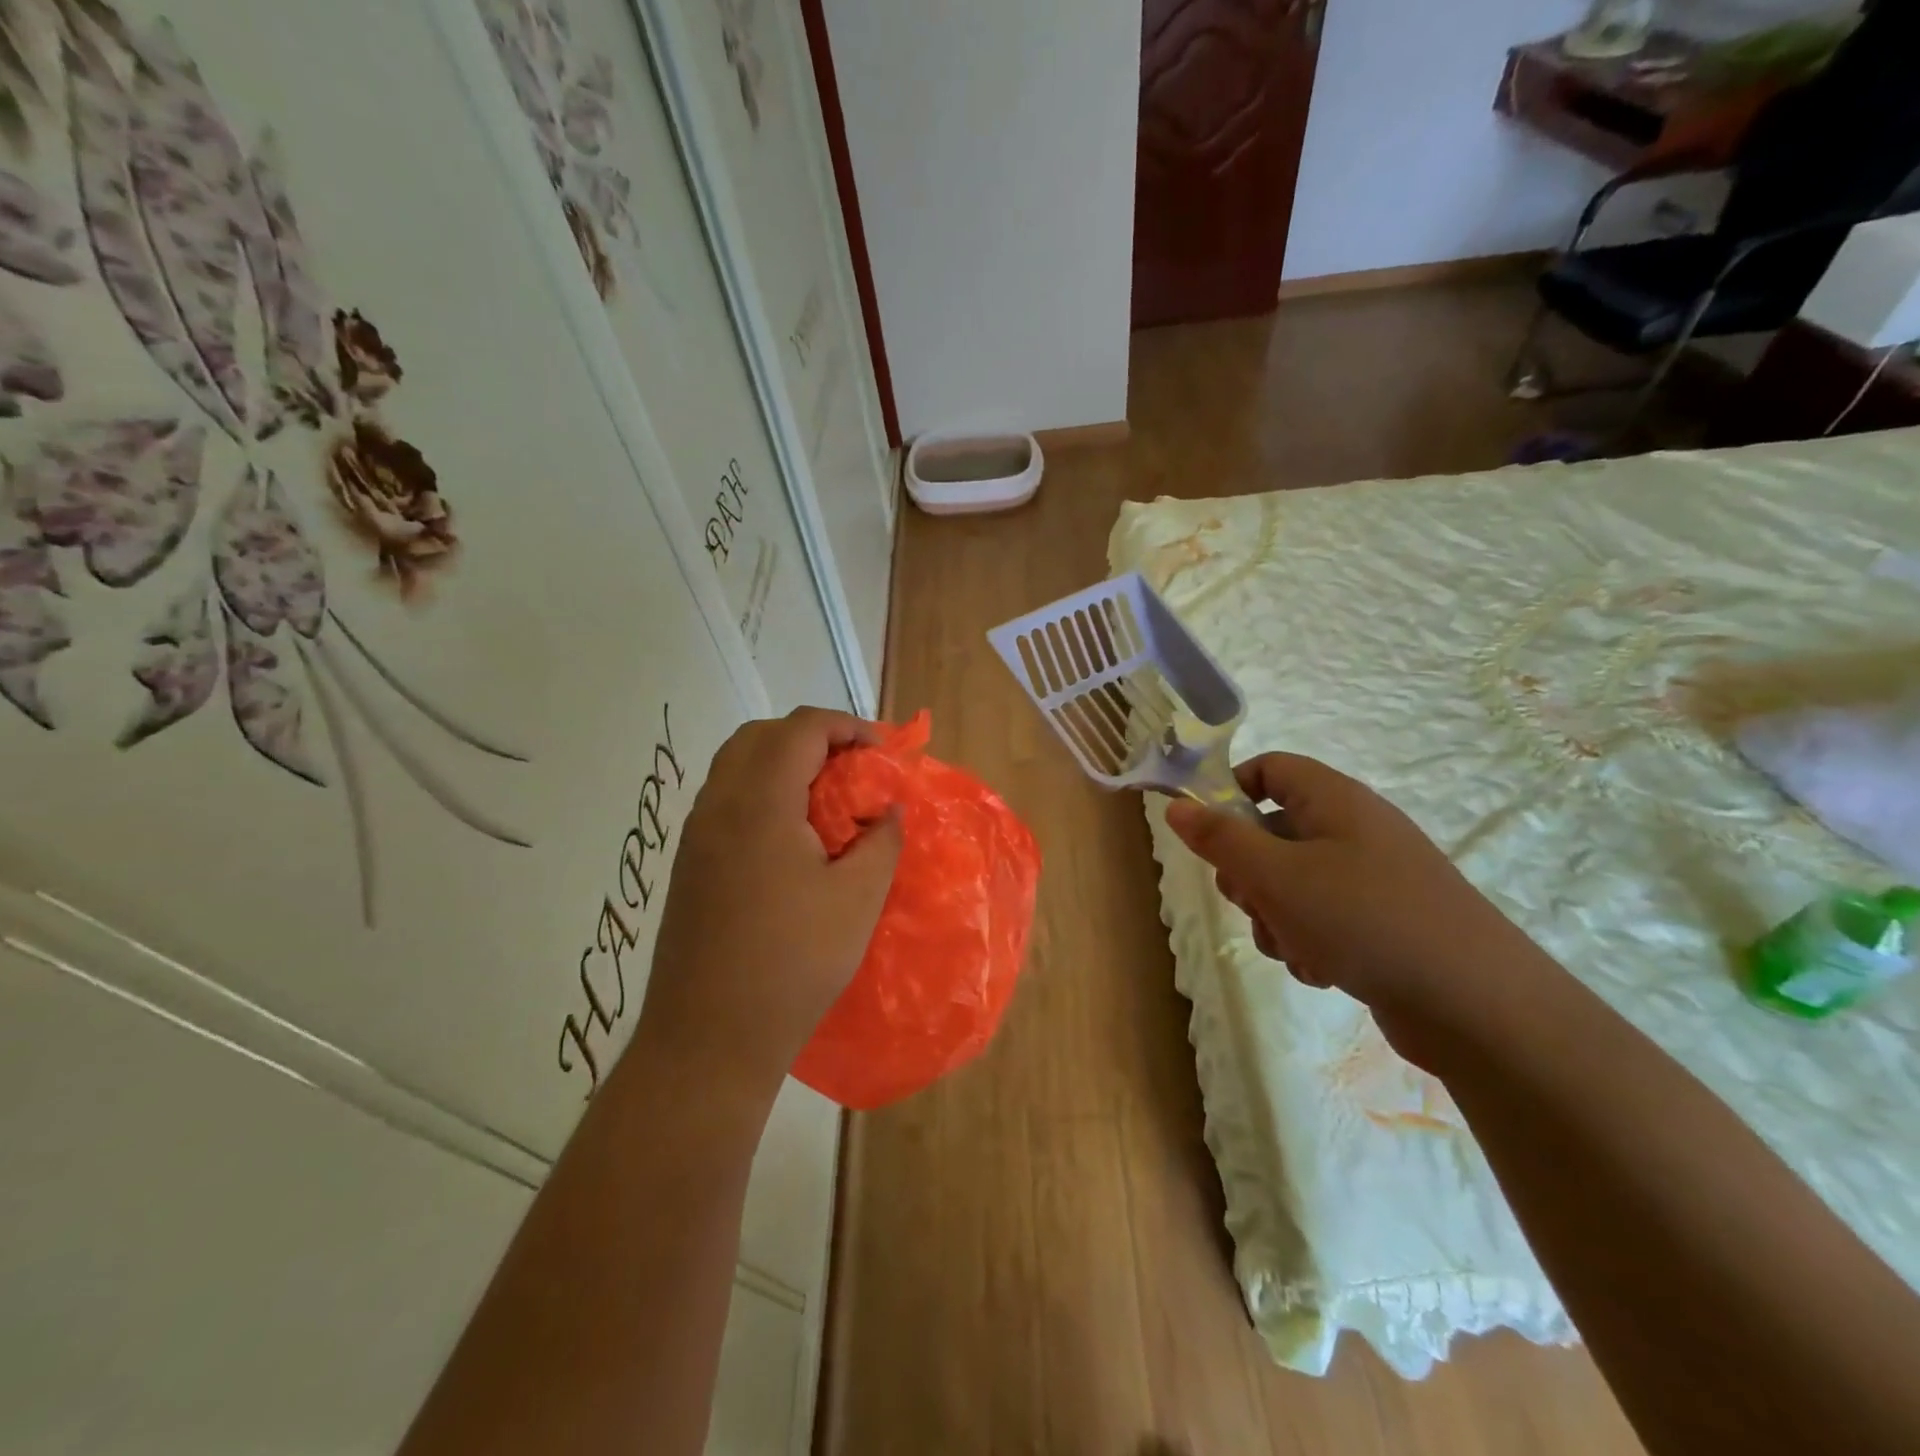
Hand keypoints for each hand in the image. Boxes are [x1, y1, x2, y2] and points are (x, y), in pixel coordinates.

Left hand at [633, 708, 902, 1109]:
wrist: (708, 1038)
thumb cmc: (793, 963)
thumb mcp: (857, 899)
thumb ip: (881, 841)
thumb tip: (888, 809)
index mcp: (759, 803)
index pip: (802, 728)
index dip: (848, 727)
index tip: (883, 753)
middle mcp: (718, 805)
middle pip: (762, 736)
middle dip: (814, 737)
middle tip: (854, 768)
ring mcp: (695, 835)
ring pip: (738, 765)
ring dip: (785, 763)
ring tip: (827, 798)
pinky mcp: (688, 863)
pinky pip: (726, 799)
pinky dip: (763, 792)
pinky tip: (793, 836)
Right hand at [1164, 754, 1546, 1047]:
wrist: (1477, 1005)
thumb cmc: (1364, 919)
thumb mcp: (1276, 875)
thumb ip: (1220, 839)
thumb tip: (1178, 806)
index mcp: (1334, 801)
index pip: (1269, 769)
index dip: (1230, 793)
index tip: (1208, 837)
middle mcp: (1354, 830)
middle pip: (1272, 831)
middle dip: (1249, 873)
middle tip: (1252, 901)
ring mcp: (1372, 879)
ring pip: (1291, 883)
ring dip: (1275, 916)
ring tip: (1294, 946)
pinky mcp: (1383, 923)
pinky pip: (1322, 918)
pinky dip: (1309, 941)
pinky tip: (1322, 969)